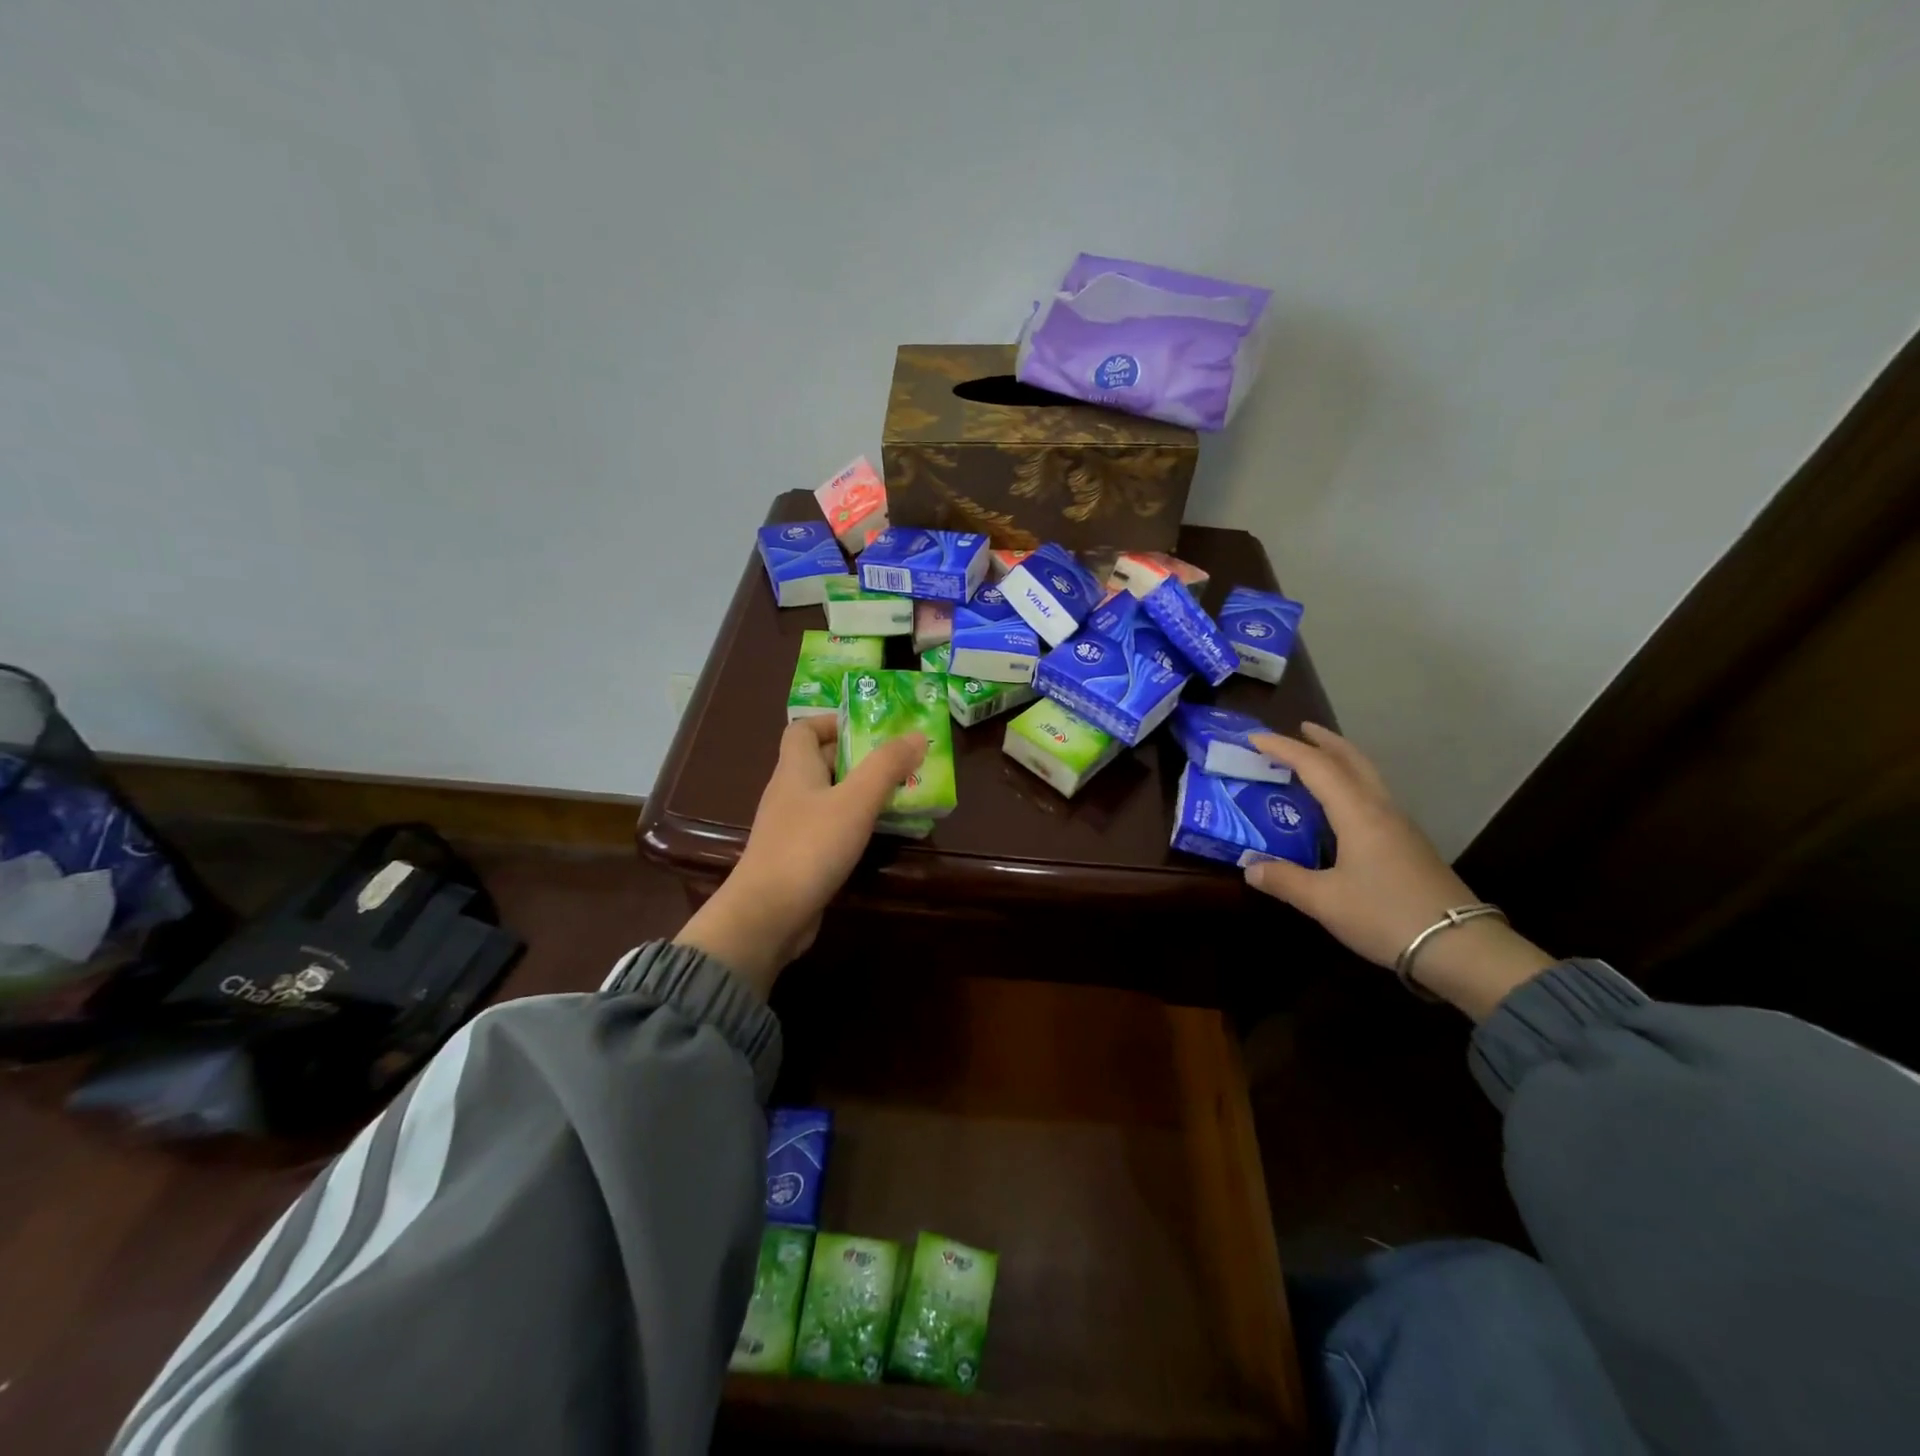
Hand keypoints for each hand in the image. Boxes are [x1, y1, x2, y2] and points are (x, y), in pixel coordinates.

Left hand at [674, 716, 926, 998]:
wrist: (767, 914)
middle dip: (860, 758)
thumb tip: (917, 734)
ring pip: (829, 797)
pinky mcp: (798, 857)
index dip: (833, 722)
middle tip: (901, 762)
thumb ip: (886, 766)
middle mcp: (789, 792)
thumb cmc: (810, 846)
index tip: (870, 728)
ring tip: (901, 795)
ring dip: (862, 792)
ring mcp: (791, 827)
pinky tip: (880, 834)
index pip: (803, 729)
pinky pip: (829, 828)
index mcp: (795, 769)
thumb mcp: (856, 801)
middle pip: (822, 762)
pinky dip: (854, 824)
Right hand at [1245, 724, 1552, 1017]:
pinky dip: (1351, 784)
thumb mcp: (1324, 901)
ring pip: (1368, 777)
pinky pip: (1374, 797)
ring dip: (1341, 760)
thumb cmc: (1386, 916)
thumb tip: (1250, 866)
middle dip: (1324, 741)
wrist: (1460, 947)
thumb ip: (1284, 880)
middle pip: (1353, 760)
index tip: (1255, 738)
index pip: (1316, 767)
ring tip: (1317, 760)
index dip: (1283, 748)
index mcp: (1358, 814)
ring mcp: (1401, 826)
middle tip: (1299, 729)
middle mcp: (1381, 810)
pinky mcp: (1409, 845)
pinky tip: (1340, 805)